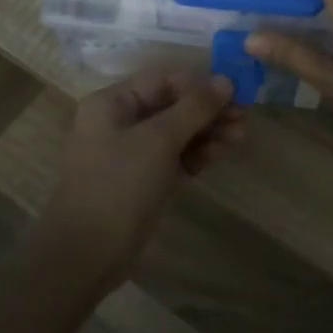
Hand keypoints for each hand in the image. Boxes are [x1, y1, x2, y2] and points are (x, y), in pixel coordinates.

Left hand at [36, 70, 243, 273]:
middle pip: (172, 105)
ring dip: (209, 130)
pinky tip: (227, 149)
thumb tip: (225, 80)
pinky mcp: (146, 181)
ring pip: (177, 133)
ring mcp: (133, 154)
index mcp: (112, 103)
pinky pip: (177, 157)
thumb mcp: (158, 140)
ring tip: (242, 133)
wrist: (88, 252)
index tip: (235, 90)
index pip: (162, 80)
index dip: (199, 83)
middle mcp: (120, 122)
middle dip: (208, 109)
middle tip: (245, 115)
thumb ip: (194, 108)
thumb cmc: (118, 184)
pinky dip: (200, 152)